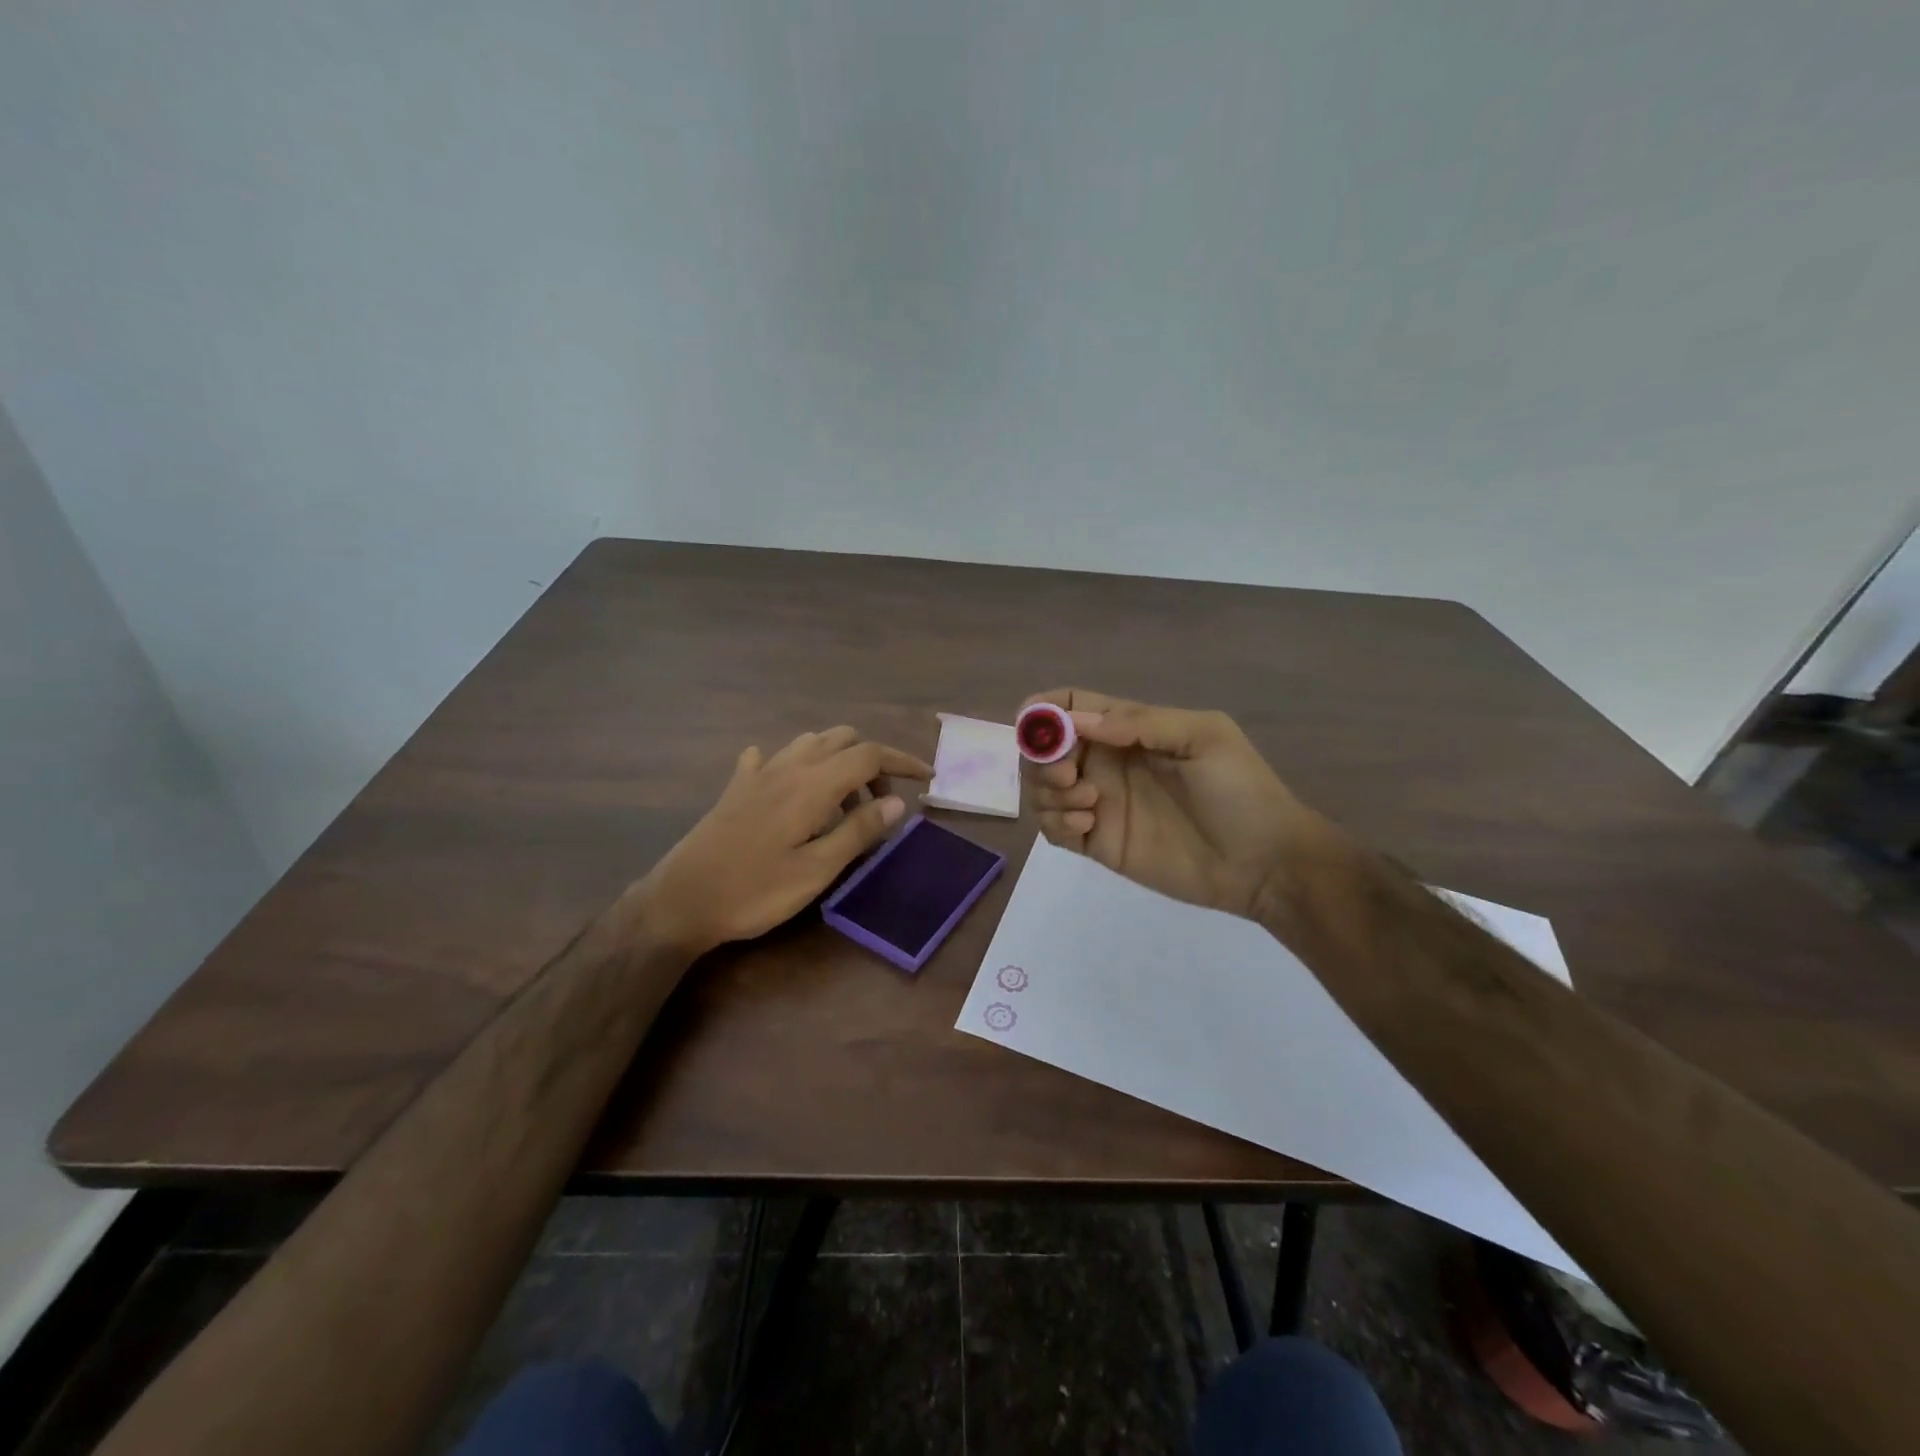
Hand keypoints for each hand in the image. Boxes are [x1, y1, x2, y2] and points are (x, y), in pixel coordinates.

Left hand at [634, 727, 933, 955]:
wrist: (681, 900)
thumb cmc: (754, 891)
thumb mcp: (816, 870)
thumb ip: (858, 832)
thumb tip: (897, 802)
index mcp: (812, 785)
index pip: (869, 754)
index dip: (902, 762)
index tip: (926, 779)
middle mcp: (788, 767)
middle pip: (842, 739)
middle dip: (871, 762)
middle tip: (879, 804)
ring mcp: (759, 773)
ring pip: (810, 743)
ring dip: (837, 761)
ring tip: (842, 803)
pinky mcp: (737, 788)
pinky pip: (771, 758)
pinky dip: (794, 764)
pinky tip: (790, 788)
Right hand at [1020, 689, 1319, 917]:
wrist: (1264, 862)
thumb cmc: (1240, 791)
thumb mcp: (1202, 738)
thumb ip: (1140, 722)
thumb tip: (1075, 721)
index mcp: (1128, 730)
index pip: (1071, 707)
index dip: (1044, 710)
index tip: (1031, 724)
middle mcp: (1106, 763)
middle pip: (1045, 749)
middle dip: (1041, 756)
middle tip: (1066, 774)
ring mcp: (1100, 804)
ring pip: (1042, 789)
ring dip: (1047, 790)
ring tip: (1088, 802)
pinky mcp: (1098, 843)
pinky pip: (1054, 828)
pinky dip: (1056, 822)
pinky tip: (1086, 825)